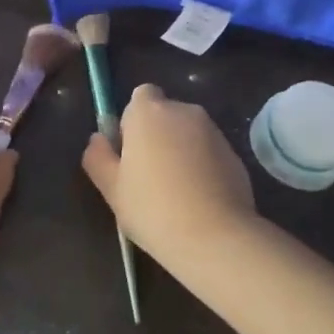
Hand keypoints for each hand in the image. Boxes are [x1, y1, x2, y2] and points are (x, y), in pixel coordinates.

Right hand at [81, 84, 259, 273]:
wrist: (215, 237)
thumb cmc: (153, 208)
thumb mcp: (112, 188)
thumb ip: (99, 157)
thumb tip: (98, 139)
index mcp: (149, 112)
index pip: (140, 96)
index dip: (132, 121)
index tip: (130, 152)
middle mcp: (184, 111)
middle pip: (165, 114)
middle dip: (157, 136)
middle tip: (148, 176)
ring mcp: (213, 131)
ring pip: (188, 133)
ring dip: (180, 150)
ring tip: (175, 192)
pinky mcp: (235, 153)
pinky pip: (209, 152)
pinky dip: (202, 165)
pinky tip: (198, 199)